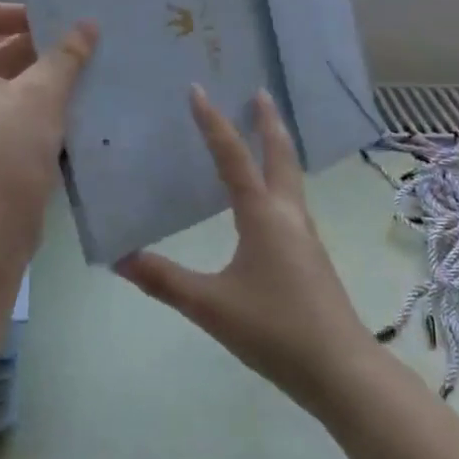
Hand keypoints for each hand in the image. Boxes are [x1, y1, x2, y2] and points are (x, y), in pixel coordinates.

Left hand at [0, 0, 96, 253]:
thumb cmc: (8, 151)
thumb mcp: (42, 96)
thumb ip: (66, 56)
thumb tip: (87, 24)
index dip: (16, 12)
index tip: (55, 25)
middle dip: (38, 45)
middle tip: (82, 47)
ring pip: (8, 83)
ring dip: (43, 77)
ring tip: (86, 76)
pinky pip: (12, 113)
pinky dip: (39, 106)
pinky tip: (75, 112)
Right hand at [116, 86, 375, 409]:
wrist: (339, 368)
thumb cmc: (274, 329)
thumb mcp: (210, 306)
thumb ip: (164, 280)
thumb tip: (119, 258)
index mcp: (264, 216)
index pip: (233, 157)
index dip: (213, 123)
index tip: (198, 90)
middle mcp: (288, 215)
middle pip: (280, 155)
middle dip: (268, 122)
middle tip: (259, 92)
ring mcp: (305, 234)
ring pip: (291, 177)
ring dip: (277, 148)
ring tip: (263, 133)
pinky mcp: (311, 255)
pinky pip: (293, 200)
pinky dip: (279, 180)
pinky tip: (269, 199)